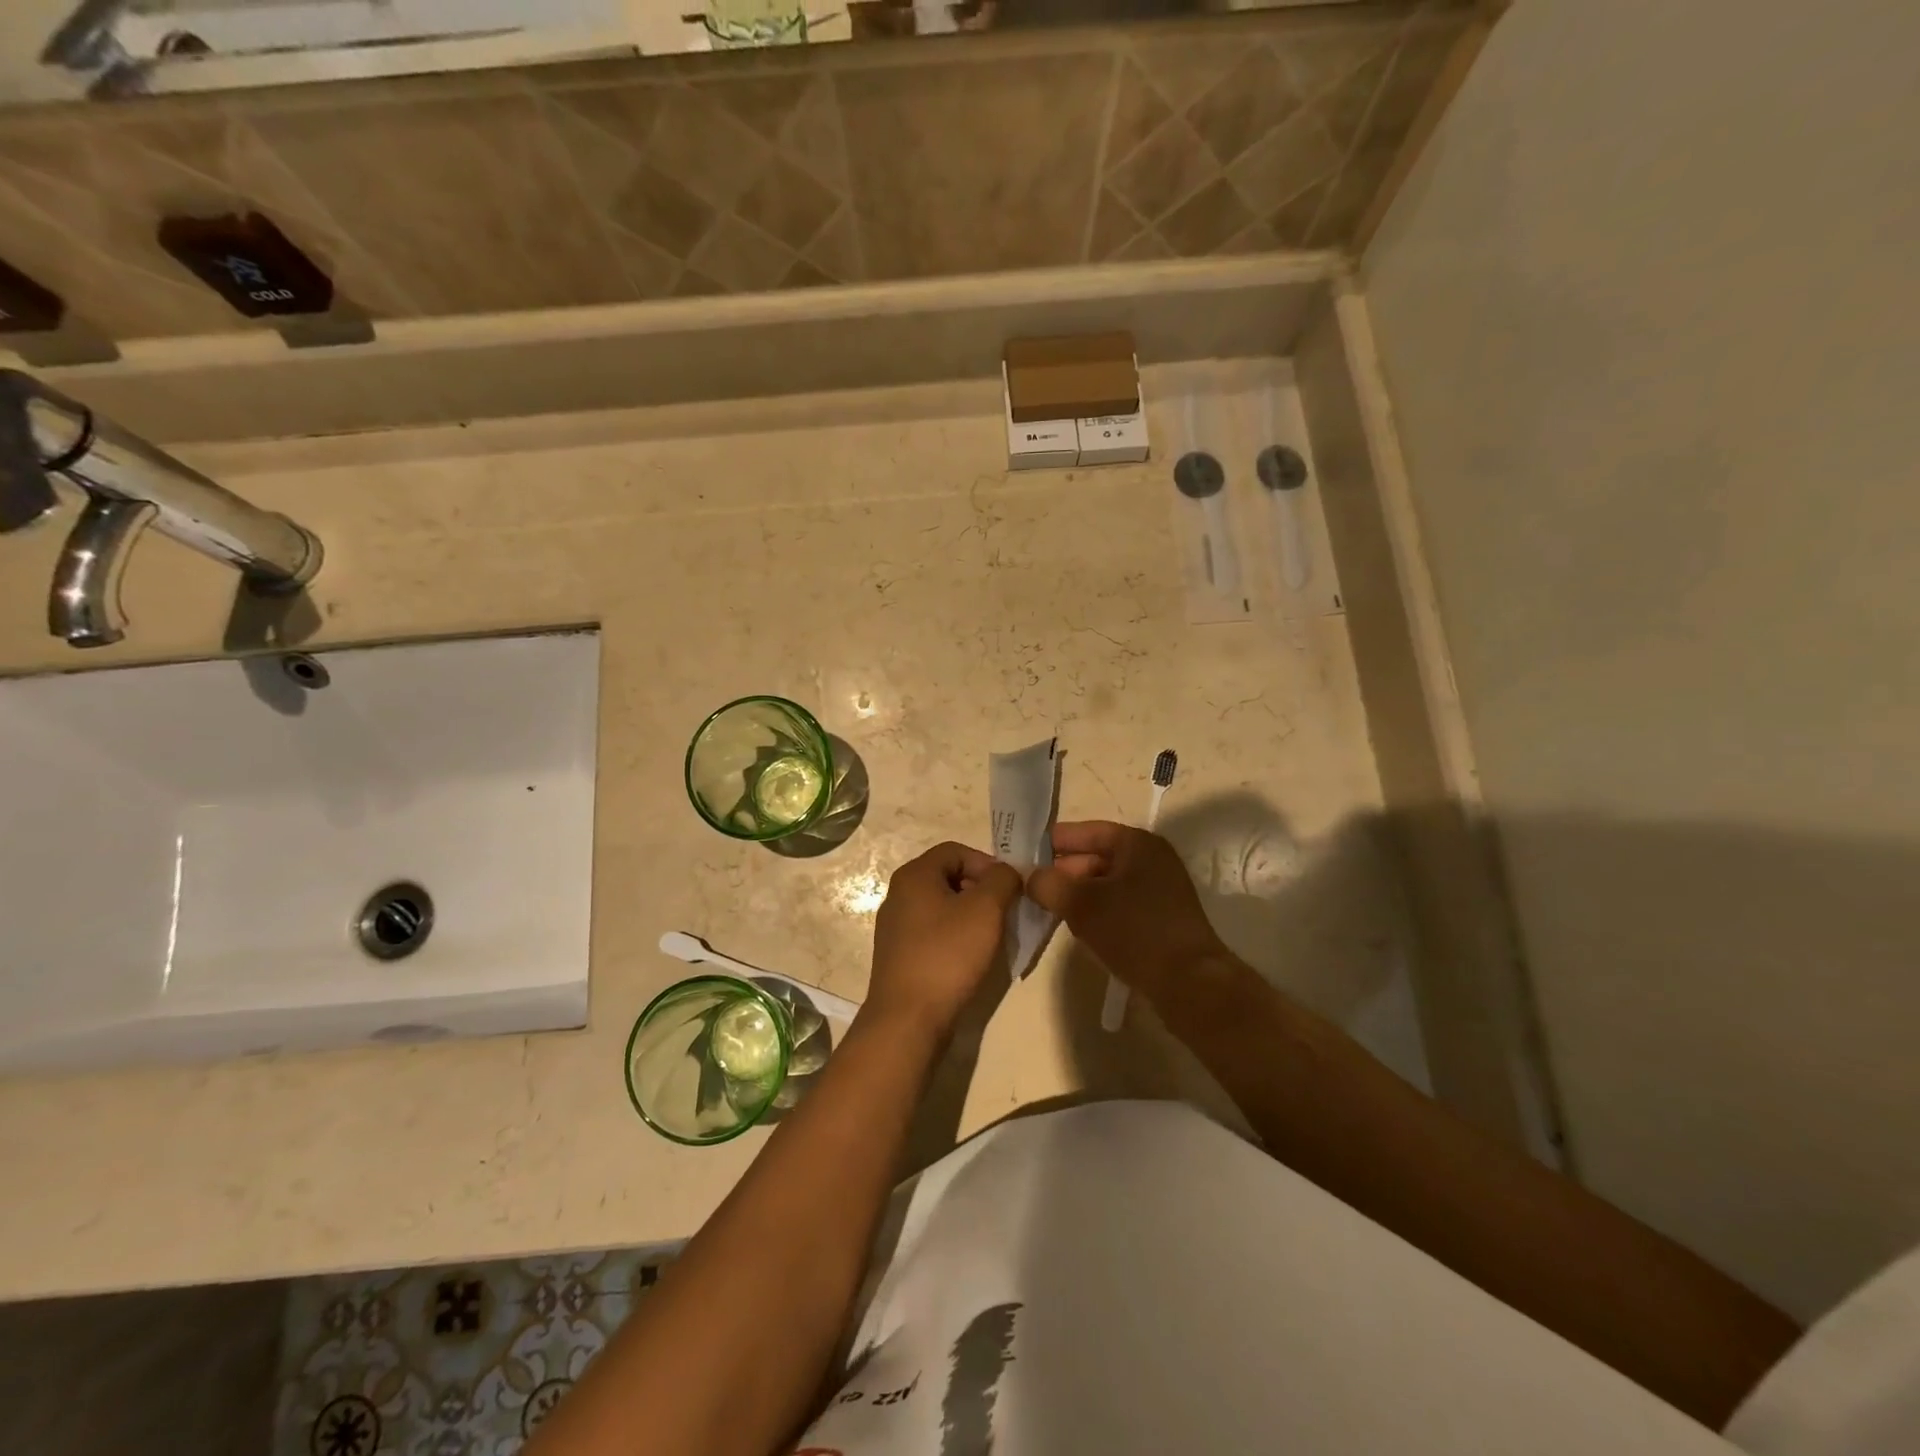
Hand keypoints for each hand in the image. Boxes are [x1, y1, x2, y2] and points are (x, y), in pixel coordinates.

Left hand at [867, 841, 1022, 1038]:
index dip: (988, 863)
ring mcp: (896, 926)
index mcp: (914, 875)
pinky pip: (934, 932)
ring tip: (993, 935)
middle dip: (982, 889)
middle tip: (1006, 911)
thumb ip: (1002, 880)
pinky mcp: (900, 954)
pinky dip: (956, 936)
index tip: (1011, 887)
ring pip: (943, 906)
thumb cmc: (947, 955)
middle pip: (949, 876)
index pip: (957, 850)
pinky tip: (972, 957)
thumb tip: (1007, 873)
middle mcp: (899, 894)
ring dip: (972, 914)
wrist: (908, 1019)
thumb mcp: (986, 909)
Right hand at [1026, 821, 1225, 988]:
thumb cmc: (1135, 932)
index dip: (1052, 843)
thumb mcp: (1082, 904)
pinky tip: (1077, 928)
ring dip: (1077, 895)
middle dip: (1062, 872)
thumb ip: (1049, 884)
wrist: (1190, 984)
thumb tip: (1030, 877)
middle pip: (1095, 857)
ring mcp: (1158, 889)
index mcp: (1136, 843)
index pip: (1085, 831)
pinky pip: (1118, 905)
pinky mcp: (1160, 918)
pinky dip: (1096, 911)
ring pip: (1104, 884)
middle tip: (1029, 889)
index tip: (1021, 855)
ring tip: (1048, 910)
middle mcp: (1150, 859)